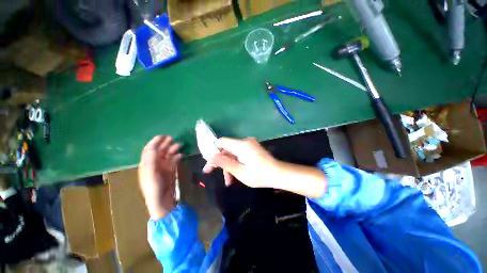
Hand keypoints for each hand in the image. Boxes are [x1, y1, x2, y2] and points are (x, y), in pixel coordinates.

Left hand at [139, 136, 181, 219]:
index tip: (163, 136)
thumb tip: (153, 148)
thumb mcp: (150, 174)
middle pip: (159, 150)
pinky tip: (181, 155)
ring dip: (173, 149)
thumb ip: (150, 160)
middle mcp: (154, 164)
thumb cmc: (154, 187)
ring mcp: (163, 167)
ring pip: (168, 154)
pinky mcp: (170, 170)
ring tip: (180, 145)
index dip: (155, 142)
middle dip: (165, 143)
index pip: (150, 149)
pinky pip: (174, 160)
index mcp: (147, 164)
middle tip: (173, 138)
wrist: (162, 201)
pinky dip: (177, 156)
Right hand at [203, 137, 326, 197]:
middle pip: (226, 148)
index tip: (208, 161)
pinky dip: (235, 162)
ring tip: (228, 180)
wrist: (278, 174)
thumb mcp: (240, 171)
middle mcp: (245, 141)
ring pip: (232, 152)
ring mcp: (249, 144)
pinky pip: (239, 154)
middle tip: (211, 172)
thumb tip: (211, 156)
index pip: (221, 141)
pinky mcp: (252, 148)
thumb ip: (225, 163)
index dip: (213, 150)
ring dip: (228, 164)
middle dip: (220, 160)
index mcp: (242, 145)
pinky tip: (235, 174)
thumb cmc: (260, 175)